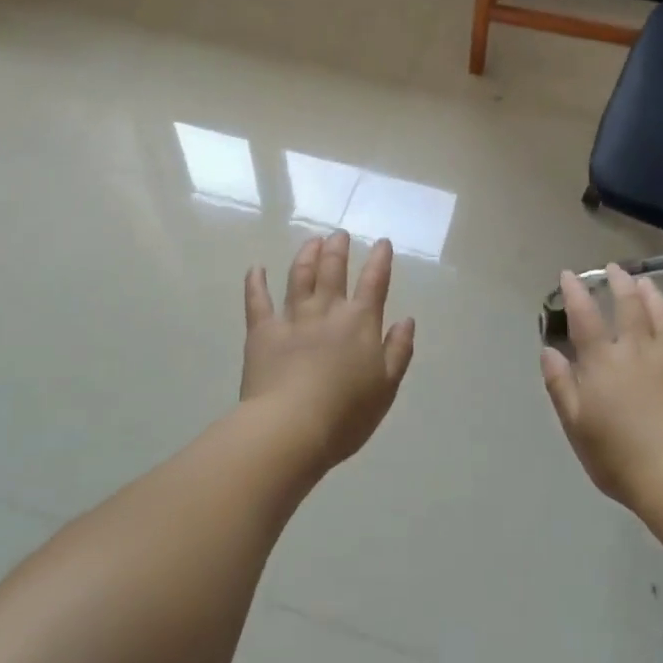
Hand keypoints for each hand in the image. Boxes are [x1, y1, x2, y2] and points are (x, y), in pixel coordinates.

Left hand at [242, 231, 416, 473]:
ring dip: (306, 255)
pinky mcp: (262, 332)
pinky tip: (256, 268)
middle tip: (339, 235)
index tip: (382, 242)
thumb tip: (406, 320)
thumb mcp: (386, 387)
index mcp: (360, 323)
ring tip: (311, 241)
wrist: (291, 428)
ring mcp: (292, 318)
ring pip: (299, 277)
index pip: (374, 282)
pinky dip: (256, 282)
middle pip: (333, 270)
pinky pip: (258, 301)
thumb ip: (398, 350)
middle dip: (338, 249)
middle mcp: (327, 312)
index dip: (380, 260)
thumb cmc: (346, 415)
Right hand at [540, 265, 662, 507]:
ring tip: (648, 282)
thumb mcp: (575, 424)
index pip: (585, 317)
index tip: (569, 274)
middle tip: (615, 268)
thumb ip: (560, 384)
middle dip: (620, 284)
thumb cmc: (617, 456)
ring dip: (656, 297)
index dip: (575, 292)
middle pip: (629, 308)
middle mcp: (637, 352)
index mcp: (603, 362)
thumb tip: (548, 350)